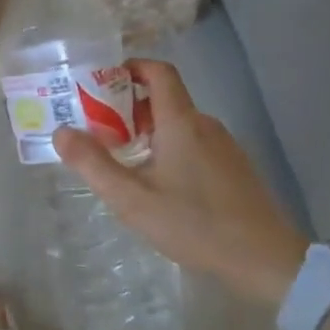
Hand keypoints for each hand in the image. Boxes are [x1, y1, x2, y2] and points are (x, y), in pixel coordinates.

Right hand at [54, 60, 307, 308]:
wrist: (268, 262)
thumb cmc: (195, 224)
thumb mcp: (133, 200)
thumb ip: (93, 164)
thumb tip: (61, 132)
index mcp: (181, 122)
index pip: (158, 71)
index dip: (129, 68)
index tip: (101, 83)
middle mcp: (205, 124)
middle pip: (163, 99)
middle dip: (127, 108)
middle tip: (98, 131)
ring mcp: (224, 146)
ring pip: (178, 124)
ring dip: (147, 132)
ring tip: (122, 161)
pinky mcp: (234, 169)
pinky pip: (194, 144)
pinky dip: (169, 149)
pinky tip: (159, 185)